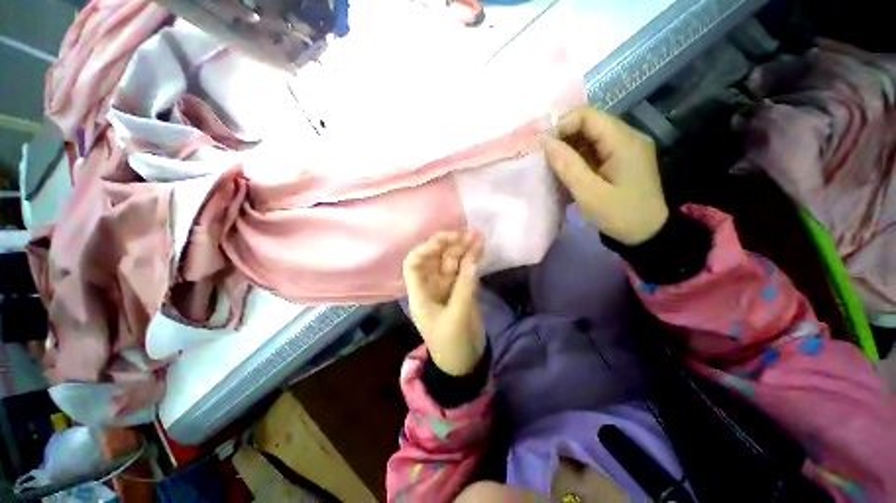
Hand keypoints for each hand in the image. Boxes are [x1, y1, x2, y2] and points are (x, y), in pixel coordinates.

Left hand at [403, 231, 485, 375]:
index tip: (445, 241)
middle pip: (436, 259)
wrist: (463, 363)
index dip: (426, 249)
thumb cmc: (452, 344)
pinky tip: (481, 250)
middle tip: (468, 234)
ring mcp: (447, 288)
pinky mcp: (461, 290)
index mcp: (420, 293)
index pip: (414, 264)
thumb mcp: (458, 317)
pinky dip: (472, 261)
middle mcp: (431, 286)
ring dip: (464, 250)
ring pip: (453, 263)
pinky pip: (465, 271)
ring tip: (479, 236)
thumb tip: (472, 260)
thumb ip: (465, 287)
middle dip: (450, 245)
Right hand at [543, 107, 668, 245]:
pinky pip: (594, 149)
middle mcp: (627, 137)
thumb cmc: (620, 215)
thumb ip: (567, 166)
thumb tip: (545, 142)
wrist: (647, 234)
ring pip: (590, 136)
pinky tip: (566, 170)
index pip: (588, 116)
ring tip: (551, 164)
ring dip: (568, 147)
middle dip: (562, 136)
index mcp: (624, 142)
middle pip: (589, 124)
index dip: (561, 125)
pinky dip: (577, 156)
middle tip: (543, 156)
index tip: (542, 145)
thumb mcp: (590, 194)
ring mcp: (625, 148)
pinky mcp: (620, 159)